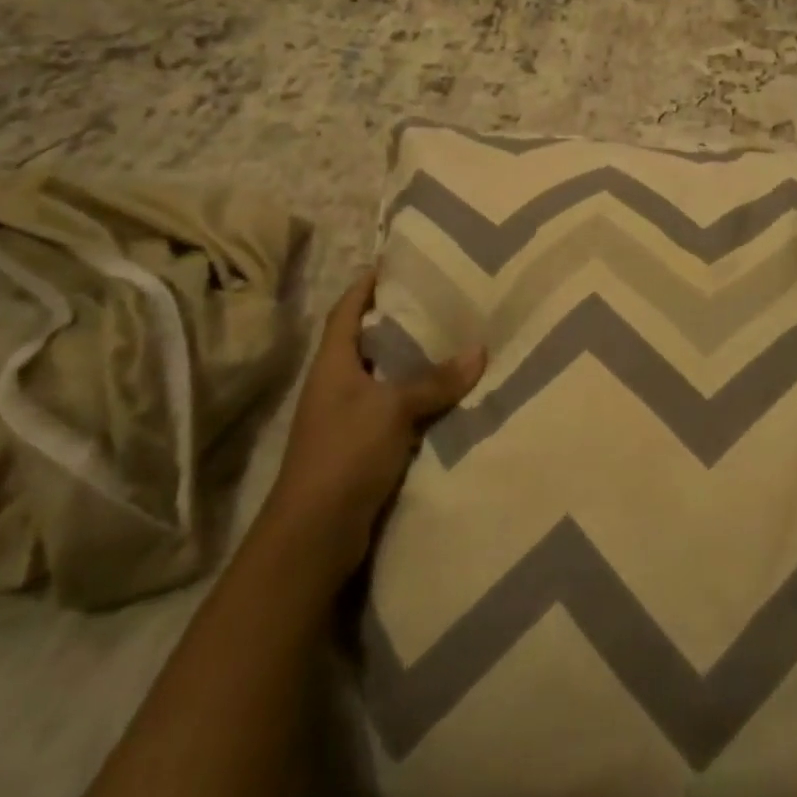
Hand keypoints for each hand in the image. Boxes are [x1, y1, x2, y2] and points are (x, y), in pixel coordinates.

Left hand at [256, 271, 484, 579]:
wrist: (316, 534)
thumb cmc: (345, 454)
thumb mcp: (393, 408)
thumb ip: (435, 380)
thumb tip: (481, 349)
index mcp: (333, 365)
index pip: (346, 311)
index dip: (366, 285)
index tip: (394, 261)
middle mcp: (338, 385)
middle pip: (369, 341)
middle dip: (400, 320)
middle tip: (441, 297)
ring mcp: (349, 418)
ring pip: (387, 377)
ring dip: (415, 362)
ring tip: (455, 338)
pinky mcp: (364, 447)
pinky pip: (398, 410)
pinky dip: (421, 399)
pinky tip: (451, 393)